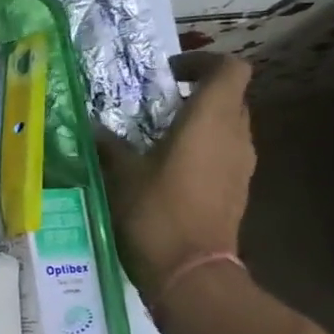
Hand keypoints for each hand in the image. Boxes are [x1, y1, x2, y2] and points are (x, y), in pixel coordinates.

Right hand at [95, 53, 254, 293]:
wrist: (191, 272)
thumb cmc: (156, 212)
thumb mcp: (122, 174)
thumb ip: (110, 145)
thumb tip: (93, 127)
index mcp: (209, 121)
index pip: (230, 69)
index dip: (203, 62)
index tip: (170, 73)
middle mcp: (235, 136)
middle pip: (230, 97)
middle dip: (197, 93)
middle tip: (158, 105)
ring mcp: (241, 165)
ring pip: (229, 126)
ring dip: (200, 124)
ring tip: (160, 138)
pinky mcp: (237, 190)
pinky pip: (225, 154)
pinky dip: (203, 150)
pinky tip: (169, 170)